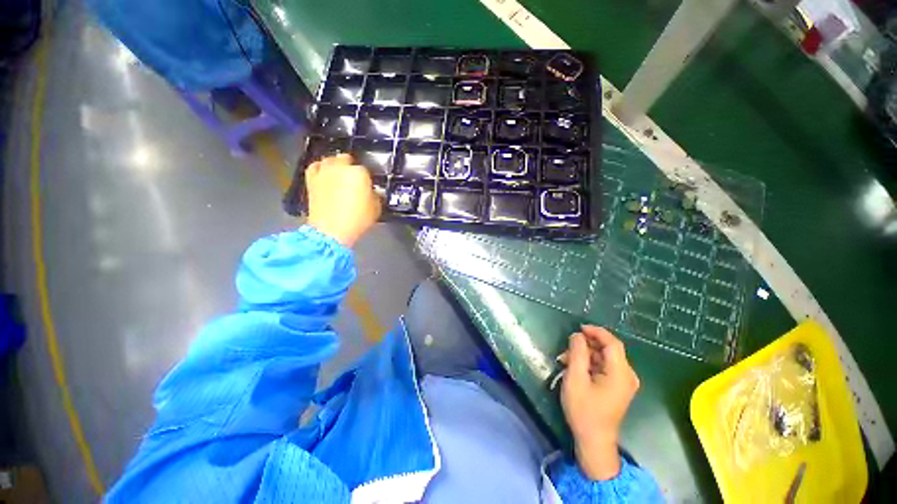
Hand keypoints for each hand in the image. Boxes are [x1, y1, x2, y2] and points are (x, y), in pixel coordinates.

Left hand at [305, 154, 380, 246]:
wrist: (331, 230)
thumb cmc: (357, 220)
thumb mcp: (376, 208)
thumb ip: (376, 195)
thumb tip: (372, 192)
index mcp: (359, 173)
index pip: (365, 170)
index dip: (367, 179)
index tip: (367, 187)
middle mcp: (341, 167)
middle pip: (347, 159)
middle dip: (351, 167)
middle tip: (354, 180)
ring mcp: (324, 171)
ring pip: (330, 160)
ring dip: (336, 166)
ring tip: (339, 176)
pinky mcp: (311, 179)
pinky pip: (315, 166)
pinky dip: (321, 169)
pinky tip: (324, 175)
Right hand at [560, 325, 639, 479]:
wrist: (593, 440)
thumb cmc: (584, 410)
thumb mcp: (576, 378)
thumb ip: (577, 353)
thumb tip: (577, 335)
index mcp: (621, 373)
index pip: (612, 343)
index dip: (596, 332)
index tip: (579, 328)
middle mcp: (627, 375)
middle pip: (608, 350)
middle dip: (586, 346)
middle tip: (566, 349)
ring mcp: (623, 382)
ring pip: (603, 357)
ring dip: (584, 355)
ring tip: (565, 360)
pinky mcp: (617, 387)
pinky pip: (603, 367)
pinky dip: (589, 364)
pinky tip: (574, 368)